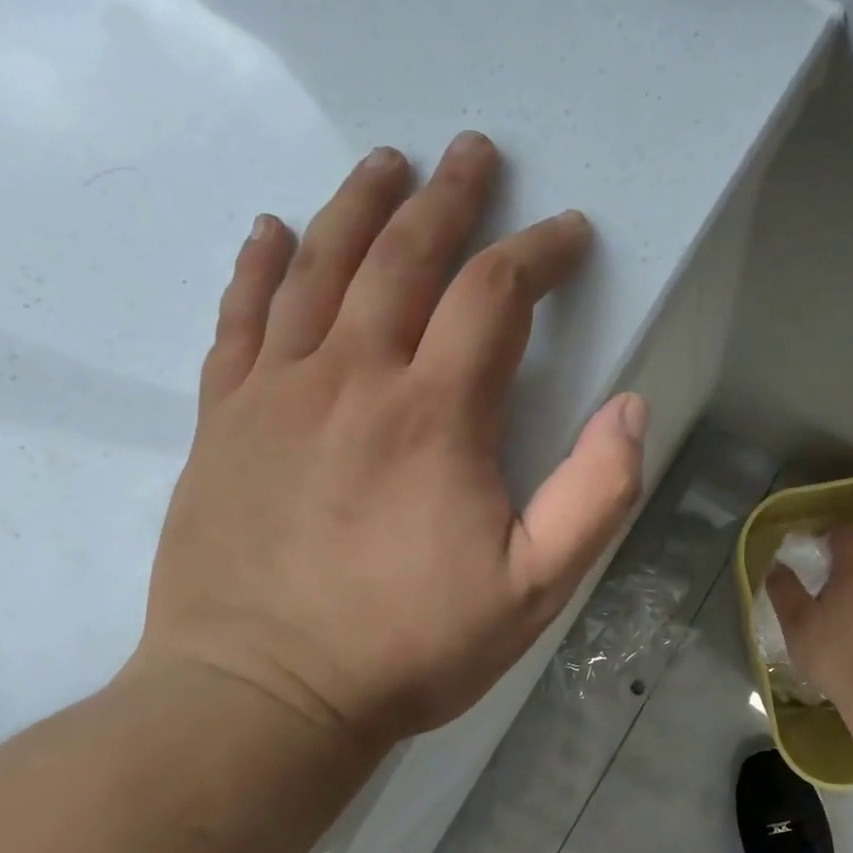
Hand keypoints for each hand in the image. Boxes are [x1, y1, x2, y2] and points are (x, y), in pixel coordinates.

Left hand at [135, 132, 646, 741]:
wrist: (258, 699)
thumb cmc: (408, 645)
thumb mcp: (535, 587)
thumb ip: (595, 493)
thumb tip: (629, 405)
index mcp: (435, 413)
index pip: (496, 295)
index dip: (539, 253)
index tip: (569, 234)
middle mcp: (353, 376)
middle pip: (404, 256)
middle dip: (450, 198)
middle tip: (474, 153)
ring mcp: (277, 391)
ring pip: (317, 266)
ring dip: (358, 206)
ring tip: (386, 163)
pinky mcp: (223, 419)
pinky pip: (238, 319)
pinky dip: (256, 265)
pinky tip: (270, 229)